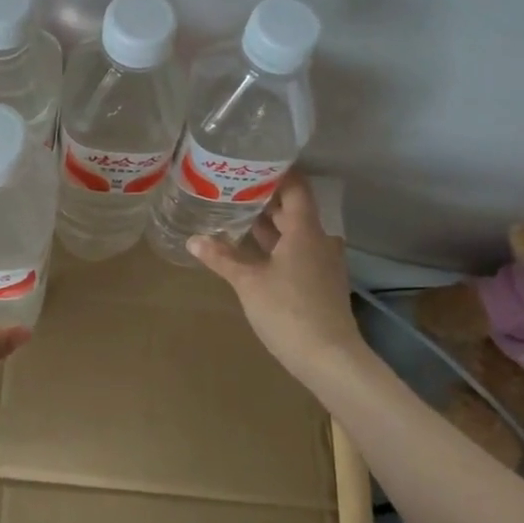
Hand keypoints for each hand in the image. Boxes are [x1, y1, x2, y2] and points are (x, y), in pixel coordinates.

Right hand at [189, 174, 367, 381]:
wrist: (330, 360)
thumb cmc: (289, 311)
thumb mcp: (248, 282)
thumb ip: (222, 258)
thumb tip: (193, 238)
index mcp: (305, 231)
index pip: (297, 189)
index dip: (279, 173)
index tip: (254, 162)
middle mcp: (319, 241)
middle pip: (295, 211)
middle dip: (267, 200)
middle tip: (236, 189)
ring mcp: (324, 264)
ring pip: (297, 234)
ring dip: (272, 226)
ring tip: (240, 217)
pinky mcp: (322, 284)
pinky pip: (299, 253)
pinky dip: (279, 247)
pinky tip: (256, 254)